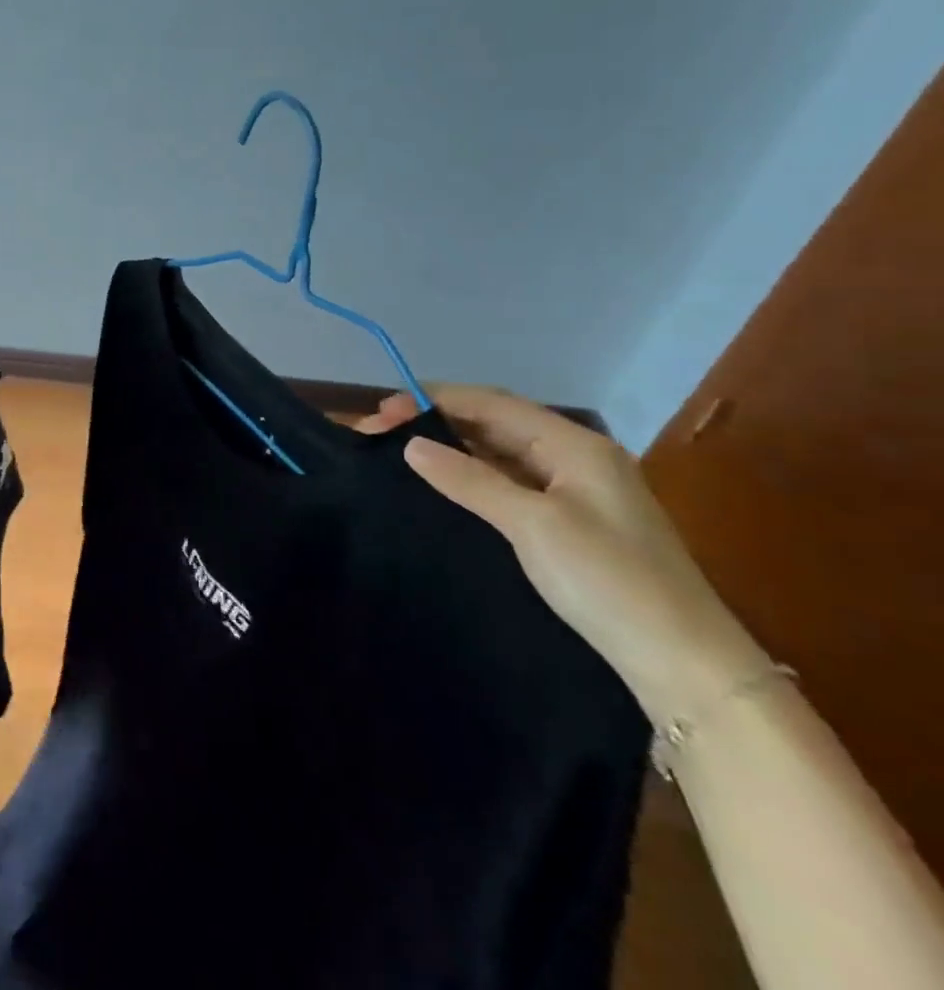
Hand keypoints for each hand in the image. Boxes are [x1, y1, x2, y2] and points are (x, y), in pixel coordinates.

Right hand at [357, 385, 768, 724]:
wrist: (687, 666)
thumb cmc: (610, 582)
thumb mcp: (533, 525)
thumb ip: (469, 479)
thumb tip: (411, 444)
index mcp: (575, 446)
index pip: (491, 403)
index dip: (432, 399)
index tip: (381, 412)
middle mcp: (576, 458)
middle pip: (493, 422)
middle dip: (435, 420)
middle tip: (379, 433)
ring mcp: (575, 490)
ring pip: (499, 452)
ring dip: (449, 446)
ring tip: (398, 453)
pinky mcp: (570, 522)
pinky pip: (509, 481)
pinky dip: (470, 474)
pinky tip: (441, 484)